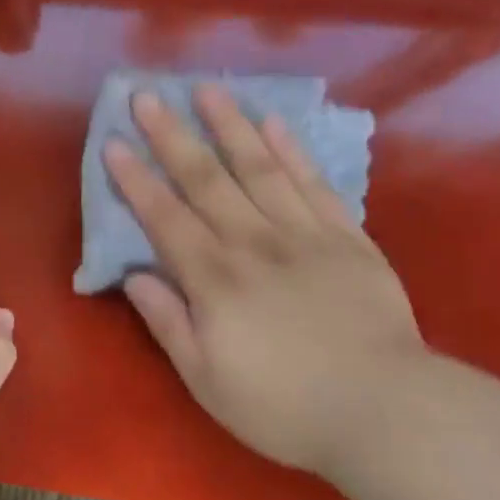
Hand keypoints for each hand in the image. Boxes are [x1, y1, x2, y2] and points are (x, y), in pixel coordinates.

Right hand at [105, 84, 430, 473]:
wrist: (385, 411)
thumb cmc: (284, 406)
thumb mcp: (207, 380)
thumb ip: (168, 322)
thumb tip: (134, 275)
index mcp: (215, 279)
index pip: (165, 218)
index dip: (136, 180)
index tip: (114, 144)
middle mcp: (254, 243)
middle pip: (206, 180)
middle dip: (172, 136)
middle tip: (147, 96)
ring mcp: (304, 235)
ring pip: (259, 168)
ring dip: (229, 126)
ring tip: (207, 89)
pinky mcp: (347, 238)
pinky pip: (314, 184)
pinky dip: (292, 151)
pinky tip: (274, 123)